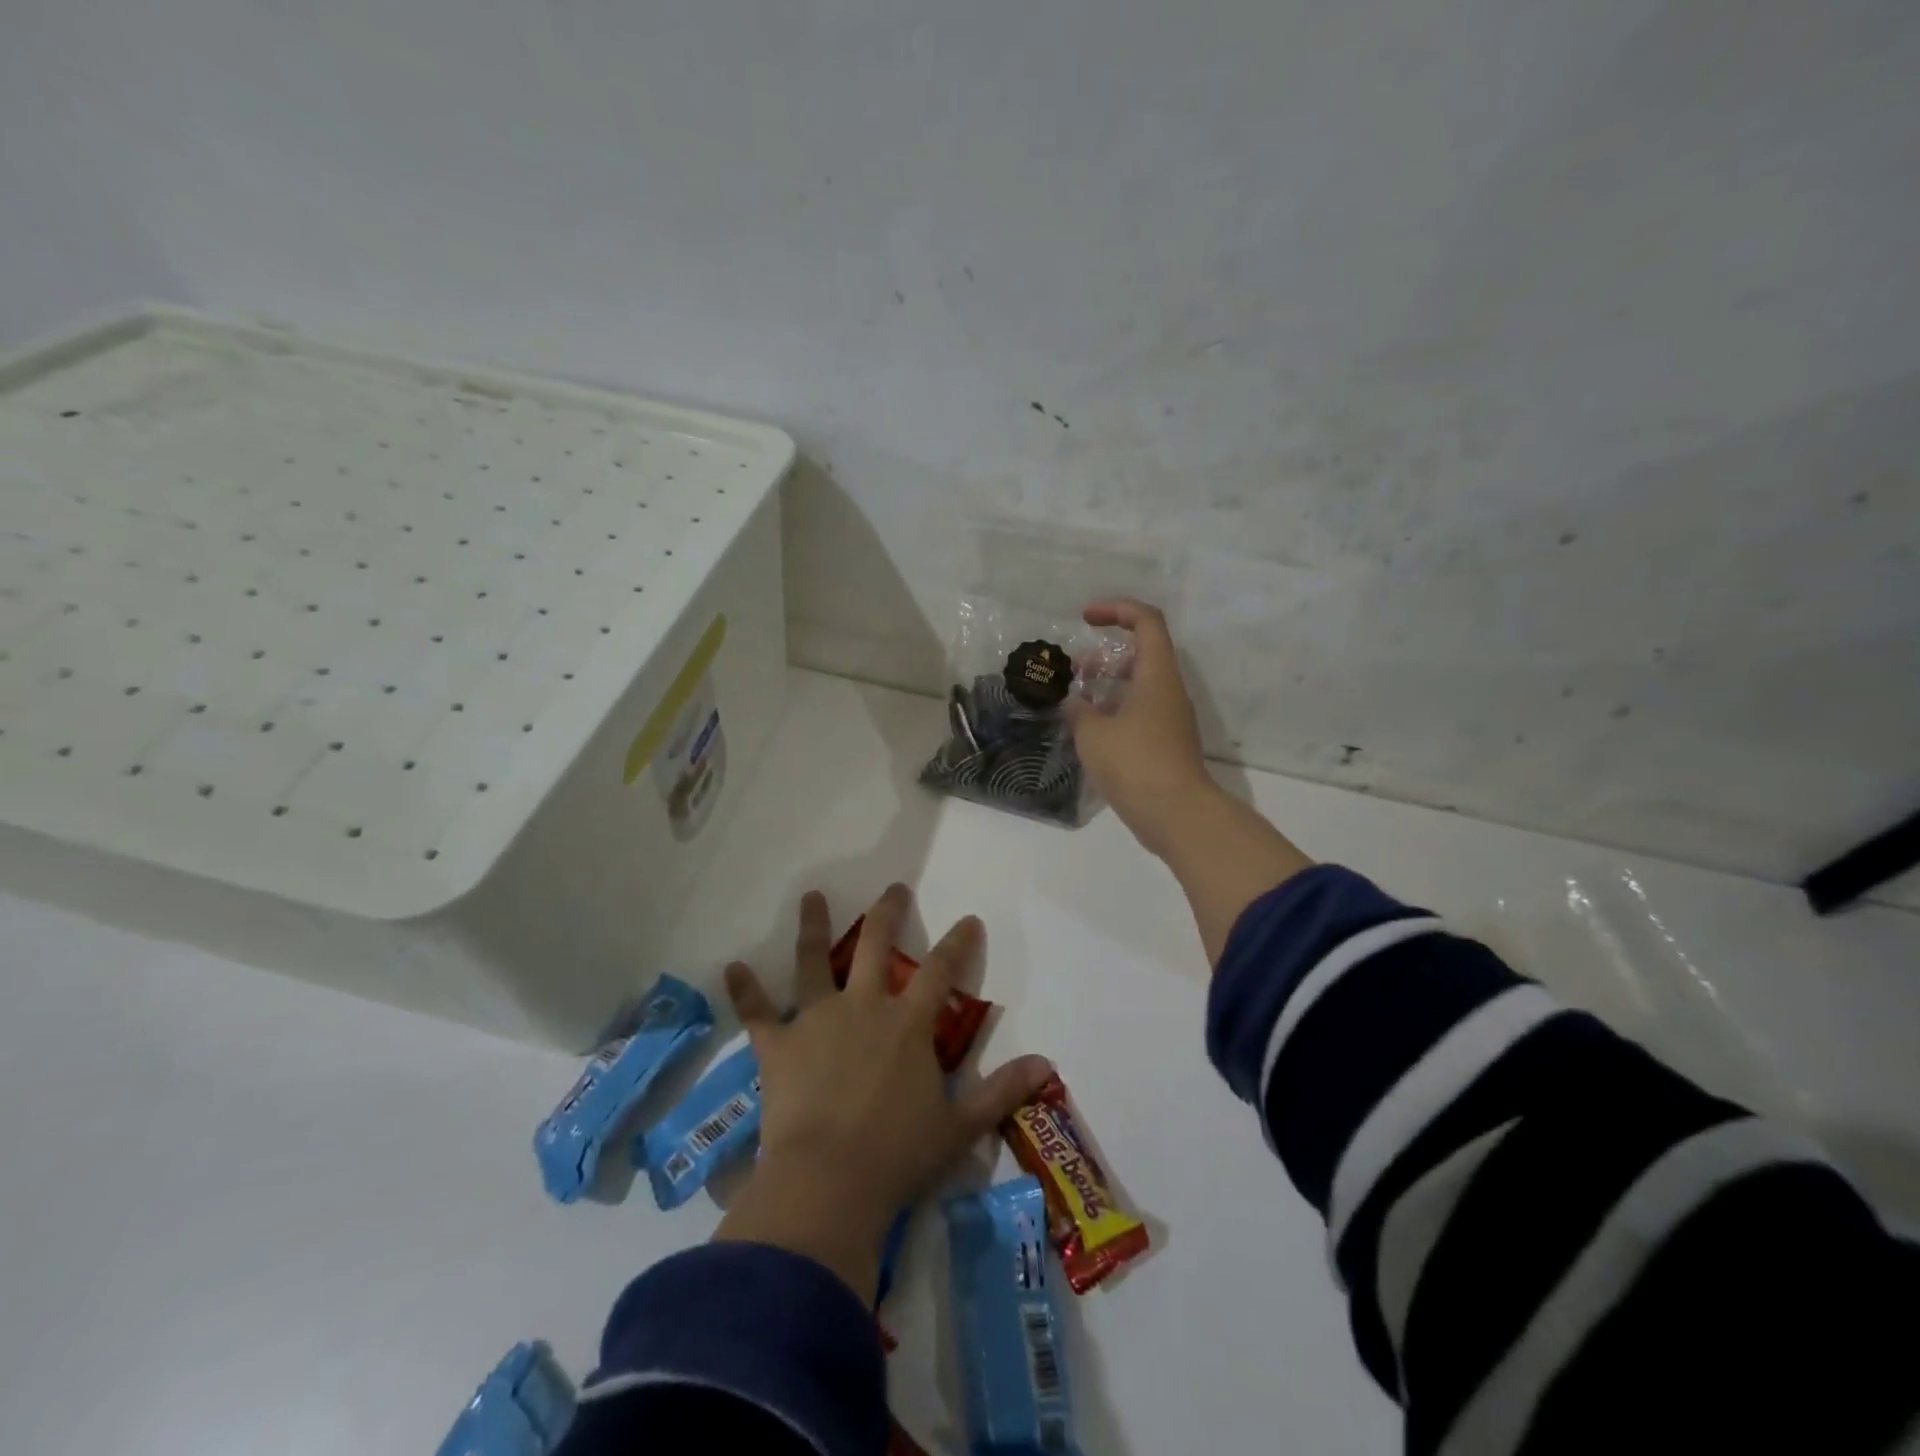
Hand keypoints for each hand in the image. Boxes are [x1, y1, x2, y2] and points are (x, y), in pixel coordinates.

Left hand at [712, 885, 1052, 1300]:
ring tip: (812, 896)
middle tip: (893, 889)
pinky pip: (757, 1012)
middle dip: (887, 913)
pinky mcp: (778, 1044)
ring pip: (815, 961)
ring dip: (813, 926)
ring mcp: (817, 1019)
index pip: (941, 971)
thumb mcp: (959, 1127)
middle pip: (876, 945)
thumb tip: (1048, 1065)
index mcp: (908, 1024)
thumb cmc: (897, 1156)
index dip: (958, 943)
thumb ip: (1002, 1092)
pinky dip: (744, 990)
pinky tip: (731, 967)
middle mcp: (864, 1007)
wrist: (827, 1182)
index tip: (968, 919)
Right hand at [1065, 598, 1218, 855]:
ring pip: (1139, 685)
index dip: (1116, 610)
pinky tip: (1090, 732)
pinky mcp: (1166, 744)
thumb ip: (1079, 711)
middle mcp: (1169, 690)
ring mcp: (1171, 718)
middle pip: (1142, 653)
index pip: (1146, 621)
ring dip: (1108, 686)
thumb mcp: (1093, 733)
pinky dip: (1115, 711)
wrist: (1177, 815)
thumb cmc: (1134, 763)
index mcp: (1157, 674)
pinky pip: (1140, 712)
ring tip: (1077, 702)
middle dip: (1106, 654)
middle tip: (1076, 670)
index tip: (1085, 619)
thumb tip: (1074, 703)